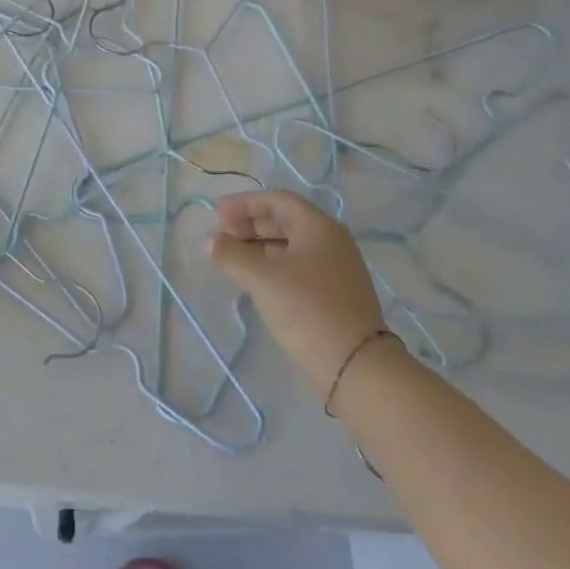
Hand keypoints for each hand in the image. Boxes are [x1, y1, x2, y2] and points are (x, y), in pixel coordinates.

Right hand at [209, 191, 387, 397]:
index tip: (217, 215)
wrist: (357, 367)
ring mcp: (337, 269)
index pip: (278, 200)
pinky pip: (299, 267)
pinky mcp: (337, 295)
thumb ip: (232, 255)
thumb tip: (211, 241)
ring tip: (232, 259)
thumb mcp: (262, 279)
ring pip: (291, 246)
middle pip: (285, 221)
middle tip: (221, 236)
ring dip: (259, 247)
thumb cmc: (307, 310)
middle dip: (250, 225)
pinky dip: (273, 266)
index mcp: (318, 227)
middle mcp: (332, 242)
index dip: (244, 204)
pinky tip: (256, 281)